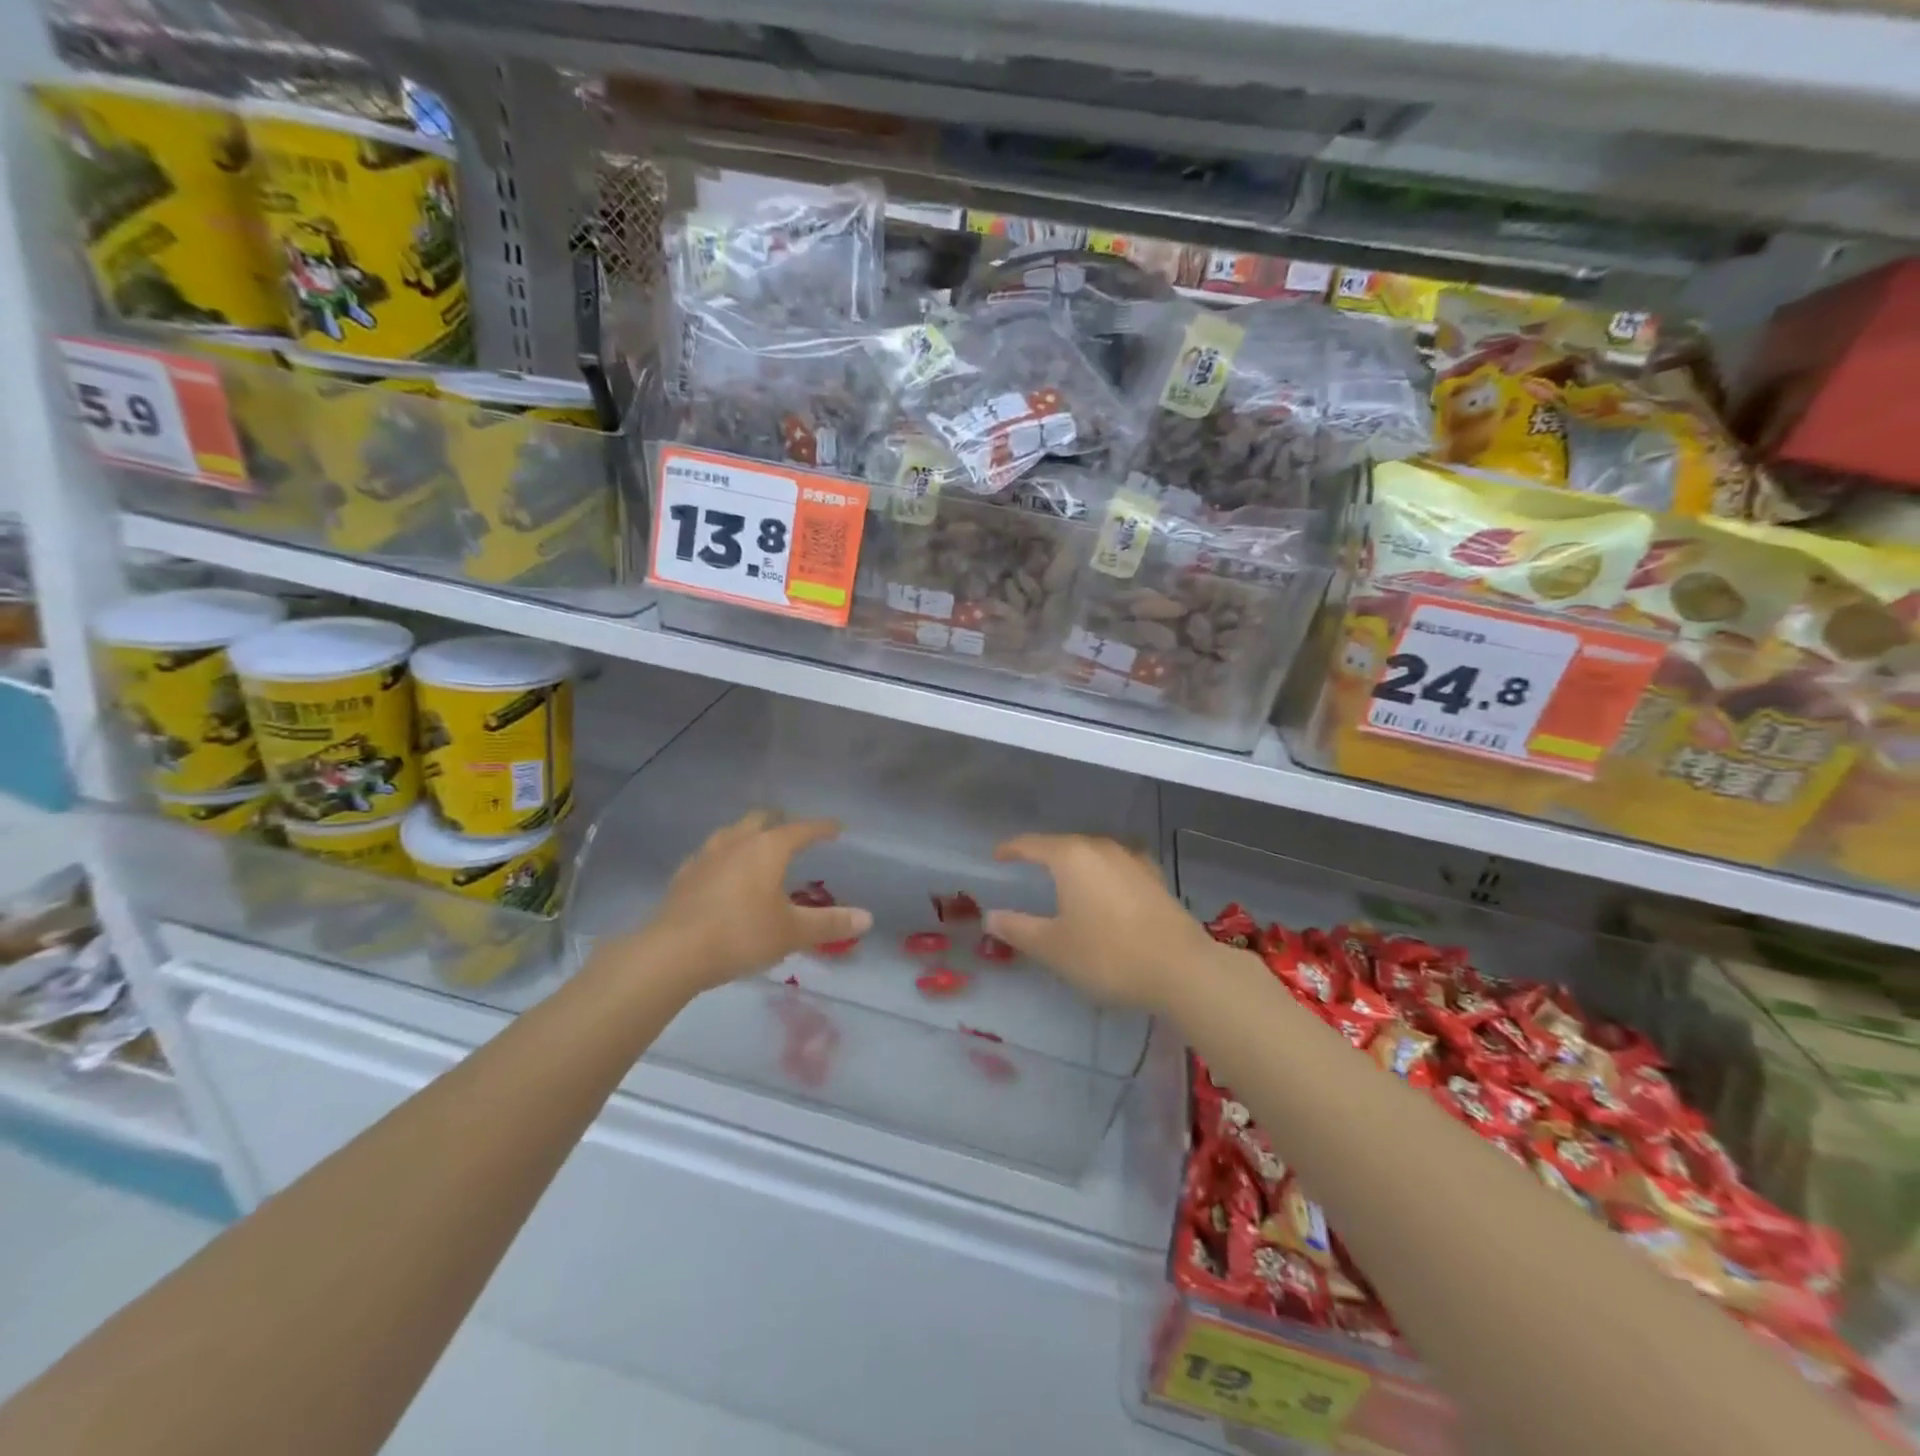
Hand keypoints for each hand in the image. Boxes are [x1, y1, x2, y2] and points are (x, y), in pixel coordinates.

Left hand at [640, 811, 871, 992]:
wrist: (672, 953)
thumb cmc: (741, 934)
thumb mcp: (792, 932)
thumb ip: (830, 923)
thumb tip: (868, 918)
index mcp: (768, 848)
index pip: (802, 829)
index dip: (822, 827)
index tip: (837, 827)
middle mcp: (738, 842)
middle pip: (762, 819)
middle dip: (780, 821)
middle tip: (793, 831)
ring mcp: (706, 856)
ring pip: (732, 832)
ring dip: (748, 834)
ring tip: (756, 846)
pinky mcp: (684, 876)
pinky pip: (709, 855)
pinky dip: (723, 856)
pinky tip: (721, 872)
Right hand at [984, 834, 1219, 1010]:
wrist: (1181, 969)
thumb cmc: (1107, 954)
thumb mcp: (1054, 947)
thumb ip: (1018, 929)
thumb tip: (990, 916)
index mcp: (1072, 857)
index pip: (1033, 844)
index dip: (1012, 849)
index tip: (997, 856)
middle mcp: (1102, 848)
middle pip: (1065, 843)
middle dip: (1044, 853)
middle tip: (1028, 867)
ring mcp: (1133, 860)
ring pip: (1095, 852)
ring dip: (1077, 861)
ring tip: (1066, 877)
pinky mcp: (1154, 878)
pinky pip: (1119, 865)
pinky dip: (1104, 872)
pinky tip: (1108, 886)